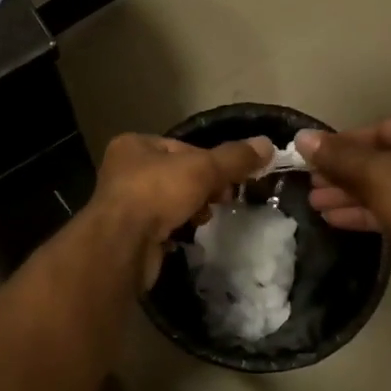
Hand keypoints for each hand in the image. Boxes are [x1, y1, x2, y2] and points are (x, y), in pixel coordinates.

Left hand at [86, 134, 272, 288]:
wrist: (122, 245)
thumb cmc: (157, 193)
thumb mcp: (203, 169)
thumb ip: (235, 158)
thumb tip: (268, 145)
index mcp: (134, 145)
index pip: (182, 148)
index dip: (209, 162)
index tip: (229, 180)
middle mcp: (123, 170)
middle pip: (177, 174)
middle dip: (202, 188)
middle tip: (220, 200)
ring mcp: (123, 203)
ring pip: (170, 200)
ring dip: (191, 209)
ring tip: (203, 219)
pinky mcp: (128, 233)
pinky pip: (161, 224)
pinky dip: (177, 228)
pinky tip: (187, 234)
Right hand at [297, 112, 390, 302]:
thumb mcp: (372, 173)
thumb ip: (335, 155)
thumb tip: (302, 137)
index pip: (383, 128)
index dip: (343, 143)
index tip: (314, 157)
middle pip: (384, 158)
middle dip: (344, 173)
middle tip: (312, 183)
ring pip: (389, 185)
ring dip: (351, 194)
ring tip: (314, 203)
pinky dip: (369, 210)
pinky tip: (333, 219)